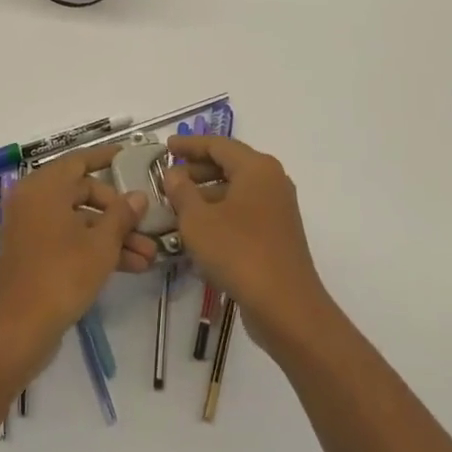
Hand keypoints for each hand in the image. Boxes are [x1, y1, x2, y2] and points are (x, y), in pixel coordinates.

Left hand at [0, 143, 149, 358]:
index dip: (106, 158)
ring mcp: (31, 229)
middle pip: (83, 194)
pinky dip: (94, 248)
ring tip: (148, 256)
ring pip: (79, 222)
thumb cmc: (61, 275)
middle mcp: (33, 201)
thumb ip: (122, 215)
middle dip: (118, 213)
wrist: (18, 330)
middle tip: (146, 226)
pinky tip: (129, 266)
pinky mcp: (33, 255)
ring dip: (112, 236)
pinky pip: (68, 240)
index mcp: (44, 187)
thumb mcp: (101, 244)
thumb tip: (138, 196)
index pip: (80, 161)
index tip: (129, 156)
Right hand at [163, 135, 335, 359]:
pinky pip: (244, 211)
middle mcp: (272, 181)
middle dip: (196, 170)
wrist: (285, 306)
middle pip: (229, 165)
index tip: (165, 147)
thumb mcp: (198, 220)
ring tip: (177, 206)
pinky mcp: (278, 233)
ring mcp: (278, 208)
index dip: (189, 145)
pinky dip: (221, 212)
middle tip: (168, 179)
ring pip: (236, 190)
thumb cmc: (238, 253)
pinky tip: (199, 231)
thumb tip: (173, 173)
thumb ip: (181, 191)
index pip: (217, 144)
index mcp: (256, 167)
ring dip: (206, 194)